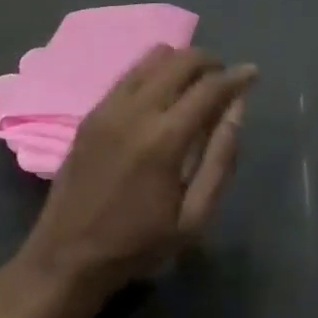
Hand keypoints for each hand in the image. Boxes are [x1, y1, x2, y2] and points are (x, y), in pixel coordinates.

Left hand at [11, 46, 255, 304]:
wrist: (64, 261)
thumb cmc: (137, 245)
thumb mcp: (194, 218)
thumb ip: (221, 158)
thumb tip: (237, 107)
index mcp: (165, 140)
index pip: (210, 87)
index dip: (237, 76)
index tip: (253, 73)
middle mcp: (136, 111)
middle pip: (183, 59)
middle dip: (211, 62)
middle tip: (224, 81)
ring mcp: (109, 107)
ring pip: (155, 57)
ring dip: (182, 62)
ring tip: (194, 85)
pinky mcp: (92, 112)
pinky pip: (131, 72)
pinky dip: (155, 71)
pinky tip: (163, 94)